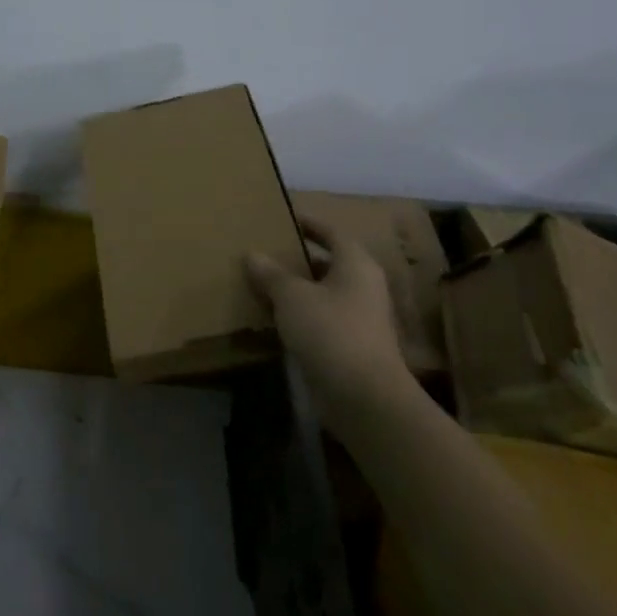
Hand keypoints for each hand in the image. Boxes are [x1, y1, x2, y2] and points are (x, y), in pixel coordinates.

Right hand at [245, 215, 415, 421]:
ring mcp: (361, 319)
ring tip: (264, 283)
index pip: (332, 232)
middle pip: (329, 263)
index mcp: (356, 264)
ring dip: (299, 288)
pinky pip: (323, 319)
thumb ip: (271, 273)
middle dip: (299, 258)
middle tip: (267, 251)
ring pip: (325, 293)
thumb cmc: (330, 332)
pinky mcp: (352, 346)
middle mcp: (364, 286)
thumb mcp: (292, 297)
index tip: (285, 218)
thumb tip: (252, 254)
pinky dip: (302, 315)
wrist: (364, 397)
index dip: (309, 223)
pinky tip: (276, 319)